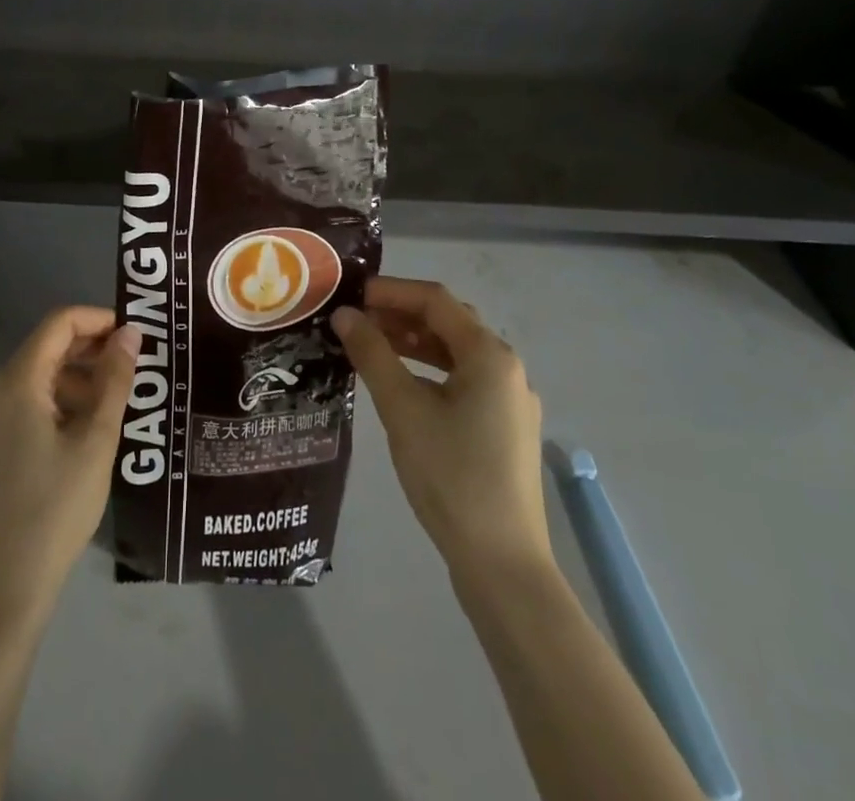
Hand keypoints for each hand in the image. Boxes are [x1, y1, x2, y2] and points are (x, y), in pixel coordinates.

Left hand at [0, 306, 139, 630]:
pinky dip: (62, 403)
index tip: (136, 336)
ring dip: (80, 378)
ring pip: (40, 378)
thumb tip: (130, 333)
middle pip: (48, 347)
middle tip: (136, 365)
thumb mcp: (96, 441)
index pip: (59, 323)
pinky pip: (29, 405)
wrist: (3, 590)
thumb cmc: (55, 509)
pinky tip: (90, 429)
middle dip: (93, 349)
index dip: (99, 319)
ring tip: (120, 401)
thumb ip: (115, 380)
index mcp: (16, 382)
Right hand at [333, 277, 553, 586]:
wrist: (502, 564)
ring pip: (456, 353)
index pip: (435, 300)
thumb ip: (372, 354)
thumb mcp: (403, 409)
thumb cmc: (451, 476)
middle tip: (356, 319)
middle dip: (400, 314)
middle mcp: (507, 368)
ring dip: (414, 342)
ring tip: (371, 345)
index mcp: (490, 355)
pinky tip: (402, 384)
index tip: (350, 295)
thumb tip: (344, 314)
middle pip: (449, 322)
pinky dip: (430, 370)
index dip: (390, 290)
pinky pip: (464, 380)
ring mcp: (510, 400)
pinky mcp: (505, 428)